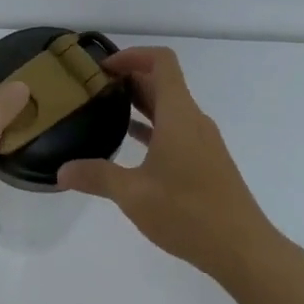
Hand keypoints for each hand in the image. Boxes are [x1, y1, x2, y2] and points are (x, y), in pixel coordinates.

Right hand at [58, 47, 277, 278]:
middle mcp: (193, 120)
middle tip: (93, 89)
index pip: (161, 62)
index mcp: (179, 116)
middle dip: (129, 78)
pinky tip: (129, 145)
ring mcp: (203, 142)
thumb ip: (96, 177)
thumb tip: (62, 171)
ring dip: (140, 103)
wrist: (242, 248)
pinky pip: (176, 130)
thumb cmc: (187, 212)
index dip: (132, 55)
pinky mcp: (206, 161)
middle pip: (163, 82)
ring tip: (105, 112)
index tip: (103, 68)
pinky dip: (152, 128)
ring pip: (169, 108)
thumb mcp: (133, 194)